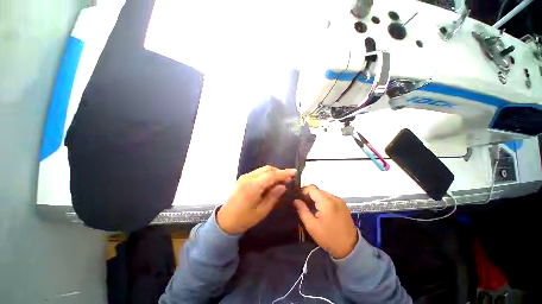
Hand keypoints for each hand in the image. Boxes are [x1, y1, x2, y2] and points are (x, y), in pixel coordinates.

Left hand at [217, 166, 296, 233]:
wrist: (225, 220)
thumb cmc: (244, 219)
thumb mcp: (261, 211)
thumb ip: (273, 196)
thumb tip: (283, 186)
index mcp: (252, 186)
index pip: (271, 175)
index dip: (284, 173)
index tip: (294, 172)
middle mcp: (248, 178)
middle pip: (267, 169)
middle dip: (279, 172)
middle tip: (289, 179)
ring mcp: (245, 176)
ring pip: (263, 169)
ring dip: (274, 173)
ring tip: (282, 181)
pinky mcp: (244, 178)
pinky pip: (258, 172)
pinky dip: (267, 175)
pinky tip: (271, 182)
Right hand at [294, 185, 357, 258]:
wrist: (350, 248)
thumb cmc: (328, 238)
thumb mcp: (312, 226)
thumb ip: (302, 210)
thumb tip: (295, 200)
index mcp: (326, 202)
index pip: (311, 188)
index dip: (302, 191)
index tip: (298, 199)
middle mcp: (334, 198)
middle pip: (317, 190)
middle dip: (309, 196)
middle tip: (303, 205)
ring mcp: (339, 201)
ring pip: (323, 194)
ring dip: (316, 198)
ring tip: (311, 209)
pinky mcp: (343, 204)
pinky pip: (329, 198)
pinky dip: (323, 201)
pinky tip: (320, 210)